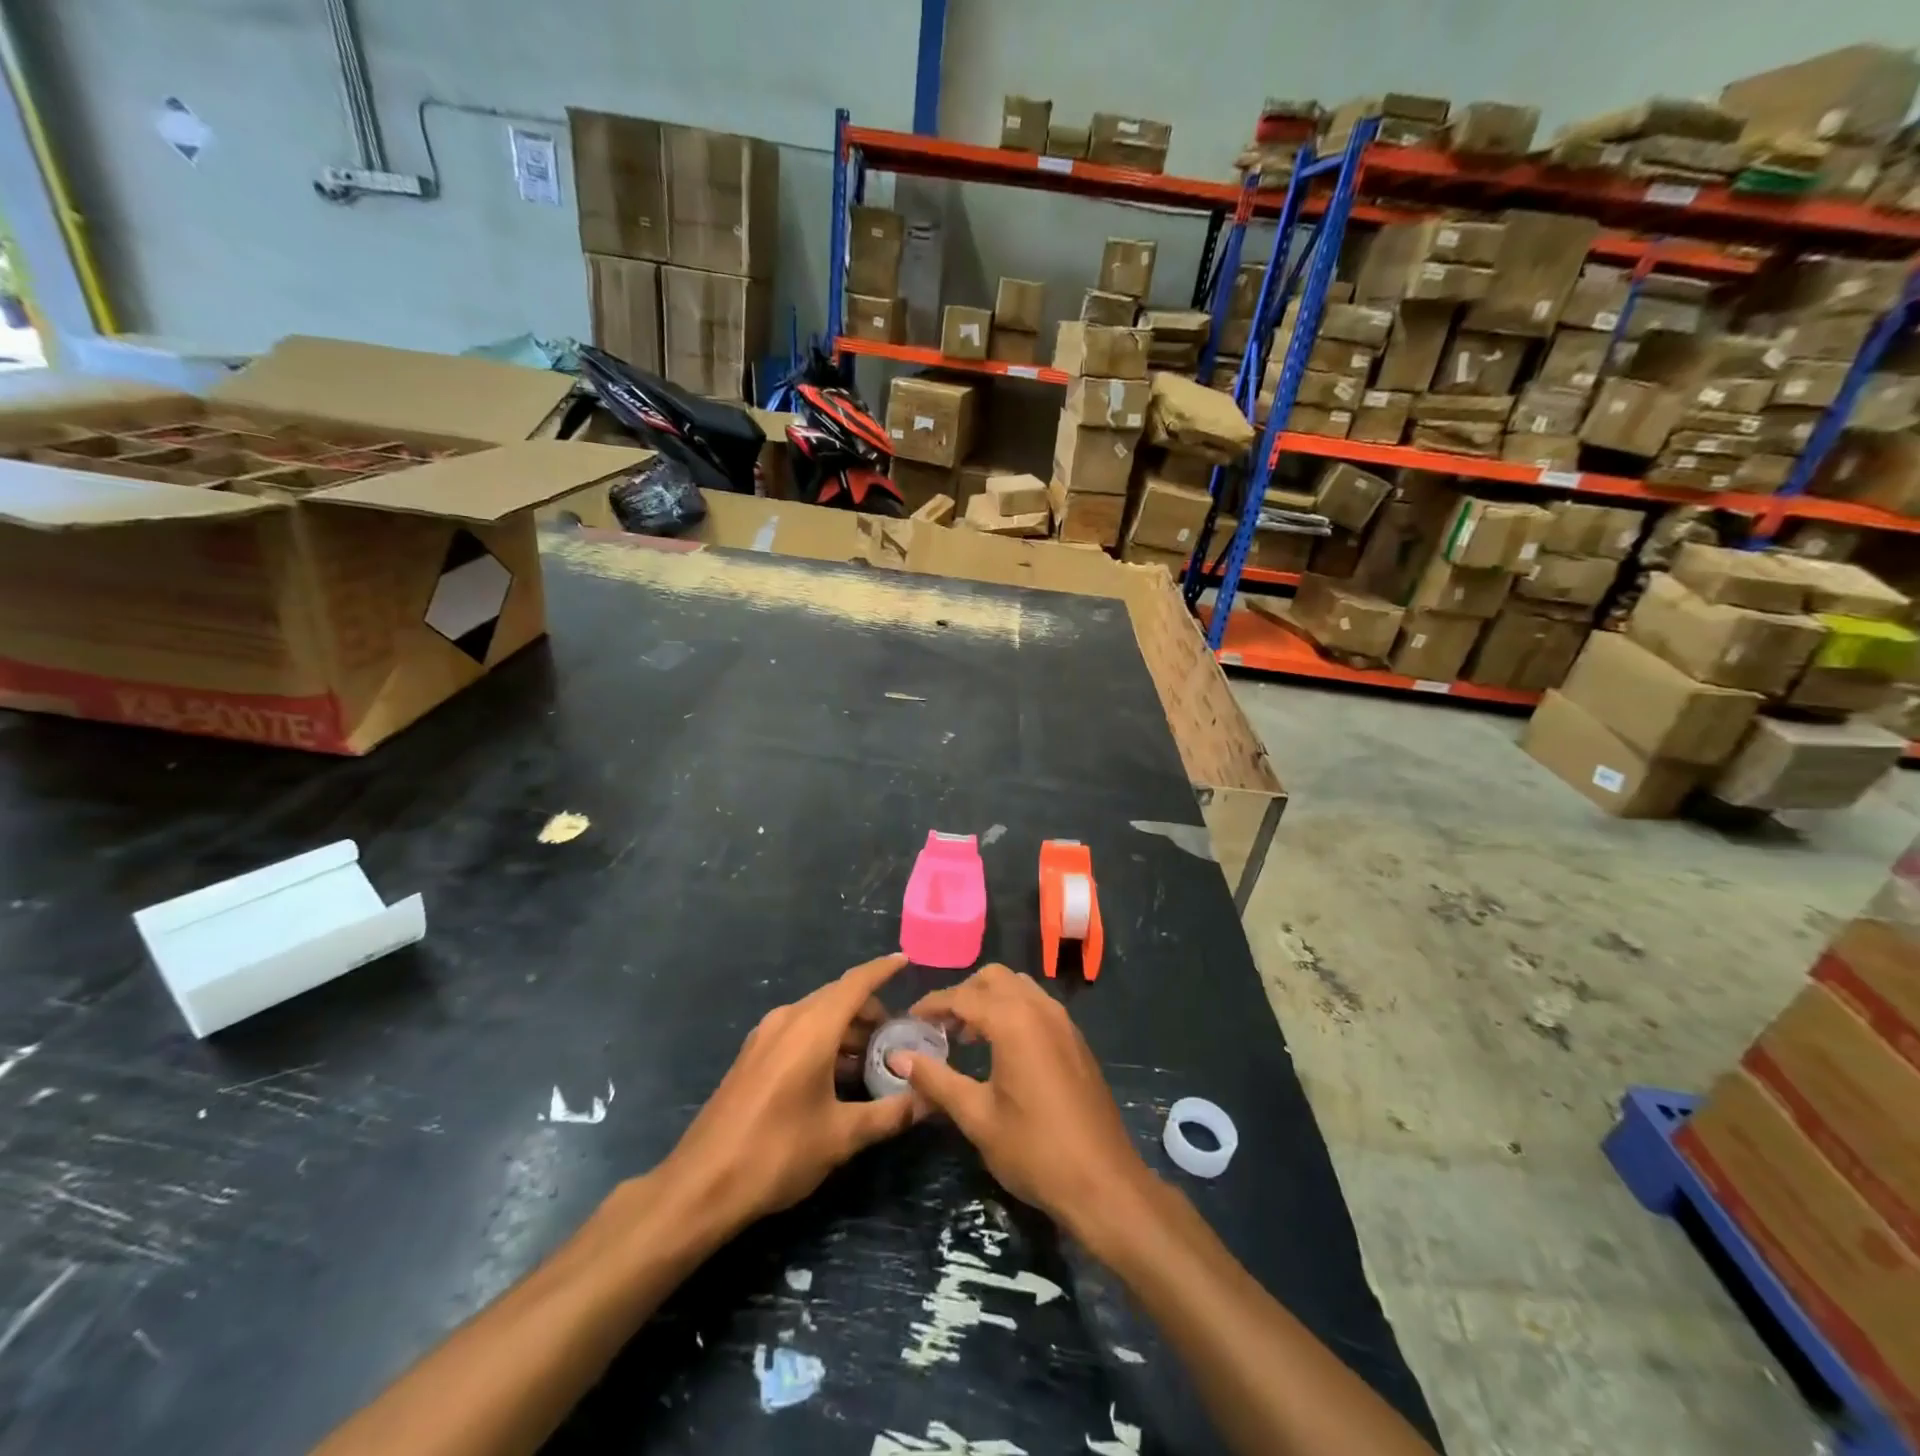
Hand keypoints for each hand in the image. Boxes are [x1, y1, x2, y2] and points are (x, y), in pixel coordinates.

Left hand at [663, 953, 923, 1234]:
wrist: (701, 1185)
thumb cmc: (776, 1153)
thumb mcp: (841, 1137)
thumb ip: (889, 1114)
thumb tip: (929, 1100)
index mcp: (811, 1028)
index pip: (855, 983)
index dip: (882, 969)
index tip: (906, 959)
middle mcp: (788, 1020)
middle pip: (837, 998)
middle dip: (870, 1010)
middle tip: (900, 1036)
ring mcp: (765, 1036)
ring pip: (817, 1016)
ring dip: (847, 1029)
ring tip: (874, 1061)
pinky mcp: (753, 1056)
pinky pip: (799, 1032)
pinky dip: (825, 1040)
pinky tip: (838, 1075)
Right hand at [900, 964, 1153, 1239]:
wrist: (1104, 1182)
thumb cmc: (1034, 1150)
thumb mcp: (977, 1117)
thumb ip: (936, 1079)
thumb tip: (898, 1057)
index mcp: (1014, 1020)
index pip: (963, 995)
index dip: (932, 1005)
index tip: (909, 1020)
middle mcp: (1040, 1008)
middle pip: (994, 978)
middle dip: (963, 994)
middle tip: (940, 1027)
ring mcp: (1063, 1021)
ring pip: (1019, 987)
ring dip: (990, 1000)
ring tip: (967, 1037)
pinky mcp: (1076, 1039)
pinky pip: (1037, 1005)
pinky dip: (1013, 1011)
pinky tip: (1001, 1050)